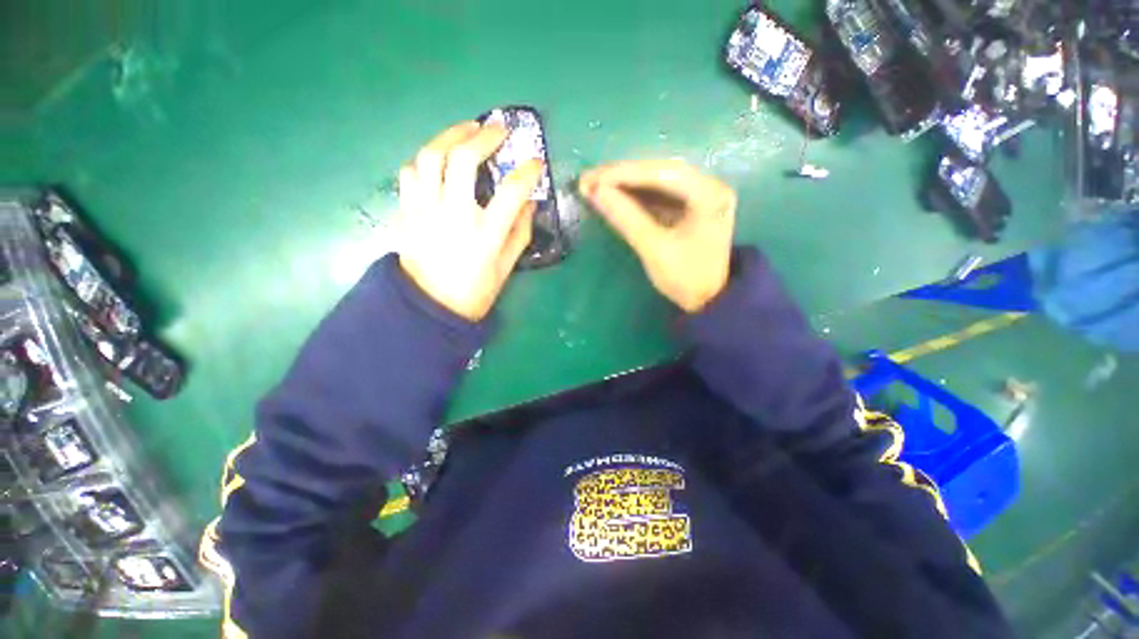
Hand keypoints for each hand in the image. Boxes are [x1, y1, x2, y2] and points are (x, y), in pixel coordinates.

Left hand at [397, 121, 542, 320]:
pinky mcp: (407, 210)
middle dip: (484, 136)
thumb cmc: (474, 290)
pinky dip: (426, 159)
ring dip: (451, 136)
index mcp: (486, 234)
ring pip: (431, 156)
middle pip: (465, 159)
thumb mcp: (506, 267)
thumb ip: (520, 232)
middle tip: (497, 129)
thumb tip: (529, 203)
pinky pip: (411, 171)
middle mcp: (455, 215)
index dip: (527, 171)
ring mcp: (426, 209)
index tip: (535, 162)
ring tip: (466, 131)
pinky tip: (438, 161)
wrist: (429, 305)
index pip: (512, 191)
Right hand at [579, 160, 736, 312]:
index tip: (593, 179)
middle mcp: (708, 185)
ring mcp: (699, 194)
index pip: (662, 173)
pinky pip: (658, 194)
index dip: (624, 174)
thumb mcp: (654, 249)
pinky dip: (634, 196)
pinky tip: (614, 196)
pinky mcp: (689, 206)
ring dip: (625, 184)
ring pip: (656, 181)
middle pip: (659, 172)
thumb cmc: (685, 278)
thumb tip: (596, 192)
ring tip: (595, 186)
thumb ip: (626, 217)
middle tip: (589, 179)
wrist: (708, 301)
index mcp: (709, 194)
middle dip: (622, 176)